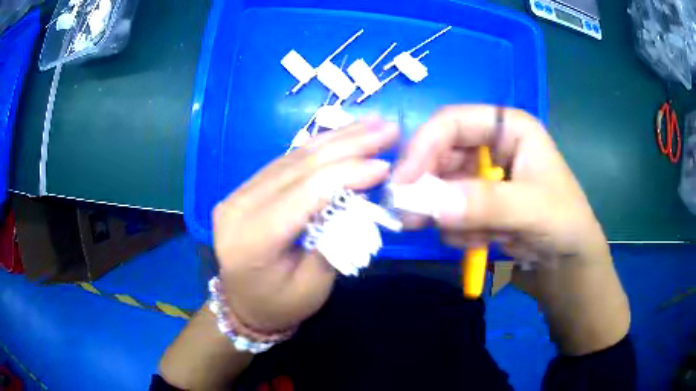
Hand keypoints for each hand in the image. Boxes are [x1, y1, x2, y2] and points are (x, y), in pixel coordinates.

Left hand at [212, 119, 398, 331]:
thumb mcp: (313, 287)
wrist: (243, 305)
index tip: (385, 165)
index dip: (346, 174)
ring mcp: (238, 193)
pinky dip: (318, 147)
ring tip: (371, 123)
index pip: (304, 194)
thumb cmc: (279, 305)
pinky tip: (342, 135)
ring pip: (293, 157)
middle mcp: (239, 207)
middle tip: (387, 128)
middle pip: (299, 166)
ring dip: (336, 138)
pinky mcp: (245, 189)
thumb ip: (335, 242)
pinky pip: (286, 161)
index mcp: (252, 240)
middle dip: (349, 144)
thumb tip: (360, 202)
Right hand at [393, 105, 607, 270]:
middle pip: (440, 154)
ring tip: (475, 239)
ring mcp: (481, 176)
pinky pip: (448, 212)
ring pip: (440, 187)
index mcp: (508, 128)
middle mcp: (490, 146)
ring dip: (449, 216)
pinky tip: (485, 242)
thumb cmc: (564, 224)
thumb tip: (433, 205)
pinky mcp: (476, 204)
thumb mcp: (533, 210)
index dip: (424, 146)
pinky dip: (460, 231)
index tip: (403, 183)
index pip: (452, 122)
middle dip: (428, 188)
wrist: (568, 263)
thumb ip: (487, 204)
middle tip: (410, 218)